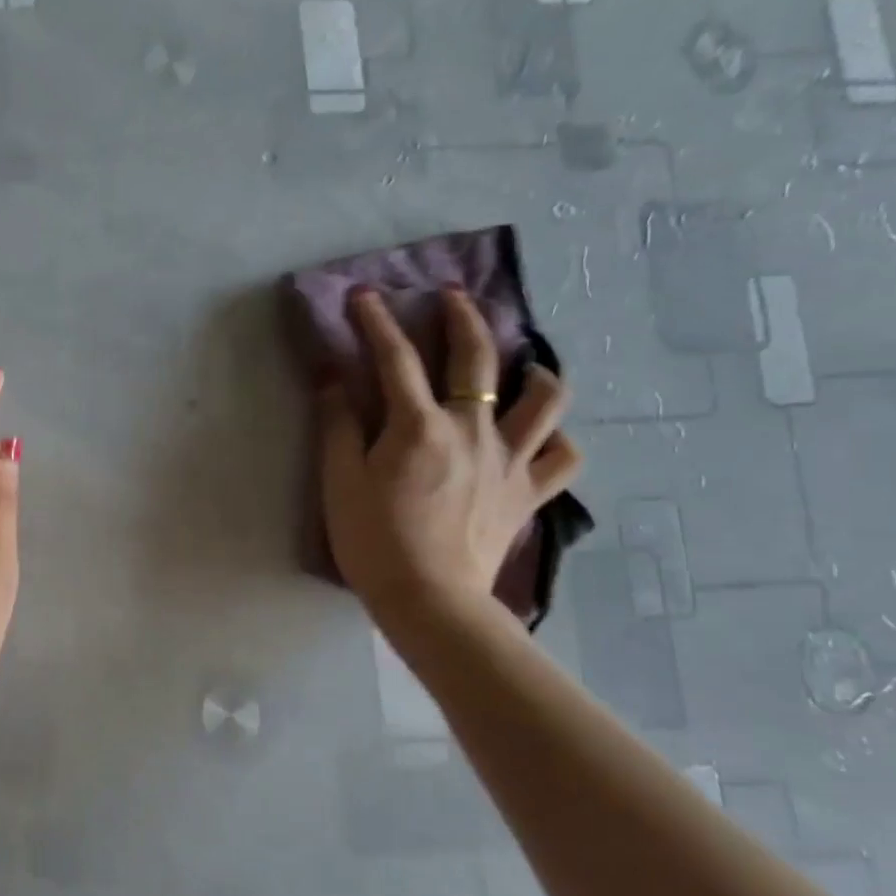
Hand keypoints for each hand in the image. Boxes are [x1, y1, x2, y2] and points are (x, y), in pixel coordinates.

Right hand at [319, 287, 581, 633]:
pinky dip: (556, 438)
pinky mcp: (529, 493)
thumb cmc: (373, 541)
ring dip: (535, 370)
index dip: (377, 321)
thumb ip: (337, 424)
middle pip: (478, 357)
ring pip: (545, 398)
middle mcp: (473, 429)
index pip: (395, 358)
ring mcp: (510, 460)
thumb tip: (333, 376)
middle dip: (463, 317)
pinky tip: (541, 434)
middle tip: (452, 297)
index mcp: (419, 426)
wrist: (429, 600)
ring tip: (523, 364)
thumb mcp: (340, 481)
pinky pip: (563, 457)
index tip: (364, 295)